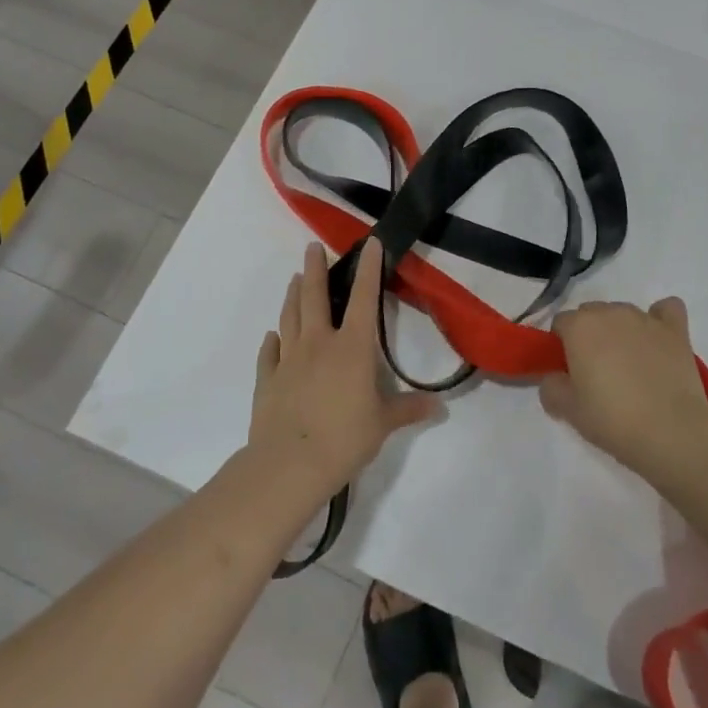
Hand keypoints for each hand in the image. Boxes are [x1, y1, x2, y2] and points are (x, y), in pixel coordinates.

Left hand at [249, 240, 440, 505]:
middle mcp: (318, 343)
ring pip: (290, 317)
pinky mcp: (268, 379)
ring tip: (295, 279)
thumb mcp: (383, 424)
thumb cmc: (344, 439)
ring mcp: (289, 359)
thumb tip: (439, 408)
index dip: (369, 268)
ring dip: (293, 296)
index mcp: (352, 347)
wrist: (288, 465)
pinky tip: (272, 336)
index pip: (364, 298)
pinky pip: (269, 353)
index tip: (369, 242)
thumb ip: (408, 410)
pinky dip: (272, 341)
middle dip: (315, 269)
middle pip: (315, 297)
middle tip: (311, 248)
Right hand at [544, 298, 707, 482]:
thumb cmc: (612, 419)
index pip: (560, 323)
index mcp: (579, 326)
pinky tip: (658, 340)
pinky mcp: (675, 330)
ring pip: (623, 313)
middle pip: (591, 314)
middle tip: (597, 372)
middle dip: (589, 335)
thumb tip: (554, 377)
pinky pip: (665, 310)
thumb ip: (551, 386)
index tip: (569, 372)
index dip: (562, 346)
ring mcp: (645, 318)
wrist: (671, 431)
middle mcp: (610, 312)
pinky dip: (659, 320)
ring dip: (620, 330)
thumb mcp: (568, 410)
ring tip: (630, 365)